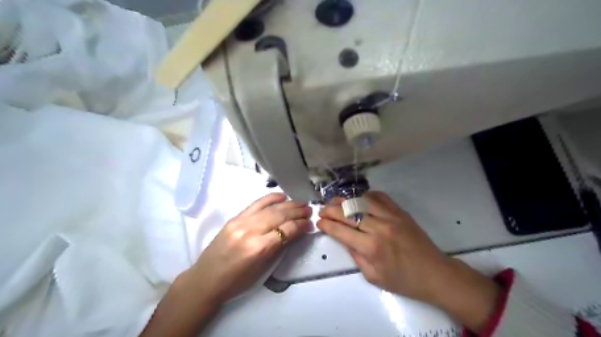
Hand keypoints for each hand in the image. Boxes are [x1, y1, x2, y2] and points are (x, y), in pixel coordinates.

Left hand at [188, 194, 311, 303]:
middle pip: (279, 216)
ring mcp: (241, 222)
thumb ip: (279, 248)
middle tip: (310, 210)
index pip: (287, 230)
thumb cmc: (236, 282)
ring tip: (301, 203)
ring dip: (288, 204)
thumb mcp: (262, 270)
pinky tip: (281, 196)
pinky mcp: (234, 218)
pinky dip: (270, 198)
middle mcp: (250, 231)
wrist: (206, 280)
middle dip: (298, 212)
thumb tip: (295, 232)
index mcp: (258, 248)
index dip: (301, 225)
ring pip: (270, 208)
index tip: (310, 224)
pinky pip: (255, 204)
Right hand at [317, 190, 500, 332]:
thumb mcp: (373, 276)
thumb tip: (344, 238)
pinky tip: (358, 199)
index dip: (327, 225)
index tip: (319, 222)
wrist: (434, 273)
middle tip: (322, 209)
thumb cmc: (403, 280)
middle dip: (331, 210)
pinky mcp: (400, 212)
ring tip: (334, 201)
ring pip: (361, 201)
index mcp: (371, 247)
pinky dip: (366, 196)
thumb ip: (355, 255)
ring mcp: (391, 216)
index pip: (341, 231)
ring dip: (345, 200)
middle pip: (348, 213)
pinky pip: (380, 197)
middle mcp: (379, 228)